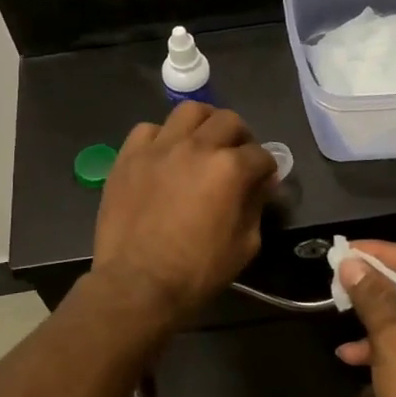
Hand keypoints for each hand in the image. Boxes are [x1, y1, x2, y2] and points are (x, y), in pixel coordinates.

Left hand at [92, 103, 277, 325]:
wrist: (137, 284)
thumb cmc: (197, 271)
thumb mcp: (244, 245)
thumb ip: (255, 206)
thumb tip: (261, 184)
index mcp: (229, 168)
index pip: (260, 154)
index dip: (267, 168)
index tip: (263, 180)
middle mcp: (196, 147)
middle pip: (228, 121)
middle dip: (241, 137)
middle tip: (237, 157)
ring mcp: (159, 148)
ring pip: (188, 112)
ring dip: (203, 124)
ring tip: (202, 143)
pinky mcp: (128, 156)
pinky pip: (148, 130)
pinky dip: (162, 137)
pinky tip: (164, 155)